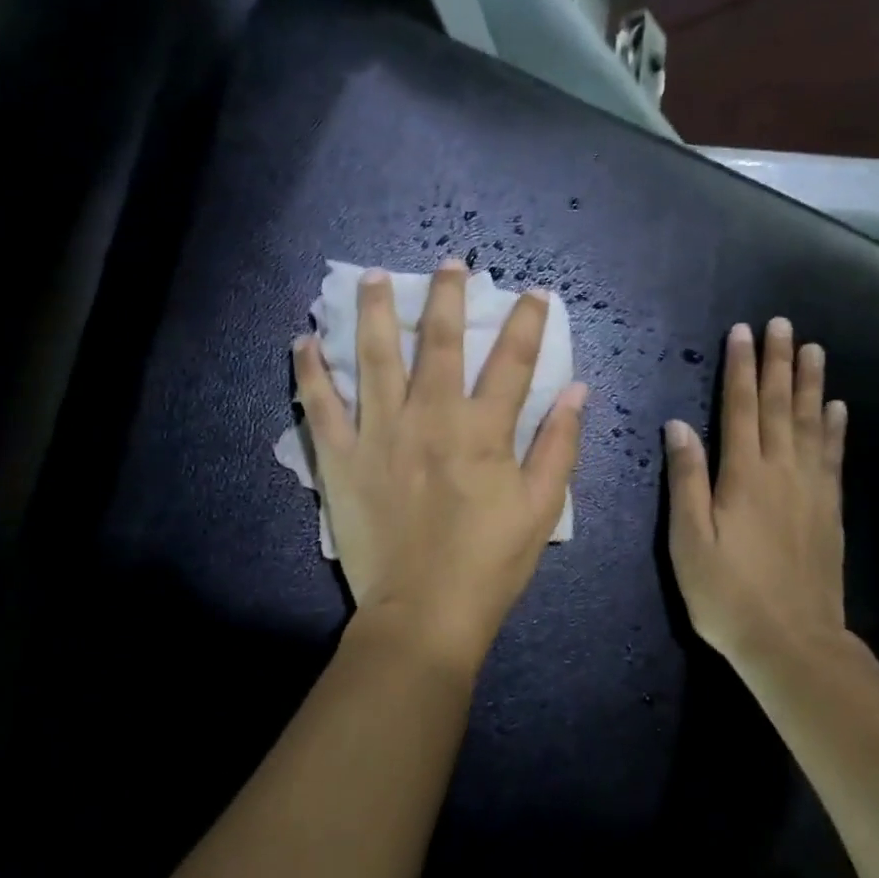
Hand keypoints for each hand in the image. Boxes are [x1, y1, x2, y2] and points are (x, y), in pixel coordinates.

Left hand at [293, 259, 587, 666]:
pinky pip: (319, 406)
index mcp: (483, 430)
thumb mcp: (542, 507)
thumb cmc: (491, 562)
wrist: (423, 614)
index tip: (535, 293)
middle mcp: (430, 417)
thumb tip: (576, 389)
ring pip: (373, 357)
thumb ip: (560, 444)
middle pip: (439, 341)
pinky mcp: (342, 459)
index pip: (513, 360)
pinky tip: (302, 340)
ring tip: (372, 277)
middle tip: (450, 263)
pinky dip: (309, 371)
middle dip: (447, 296)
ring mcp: (380, 434)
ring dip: (374, 312)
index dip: (528, 321)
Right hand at [663, 318, 847, 662]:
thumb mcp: (689, 541)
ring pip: (810, 423)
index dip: (741, 368)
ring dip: (810, 384)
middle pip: (780, 405)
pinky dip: (834, 428)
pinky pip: (833, 457)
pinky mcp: (829, 509)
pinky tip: (837, 408)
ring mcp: (811, 489)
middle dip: (778, 362)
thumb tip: (679, 426)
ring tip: (813, 350)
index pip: (741, 407)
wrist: (793, 643)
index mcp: (743, 475)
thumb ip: (686, 480)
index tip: (742, 332)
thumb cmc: (728, 594)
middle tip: (782, 324)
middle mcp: (781, 471)